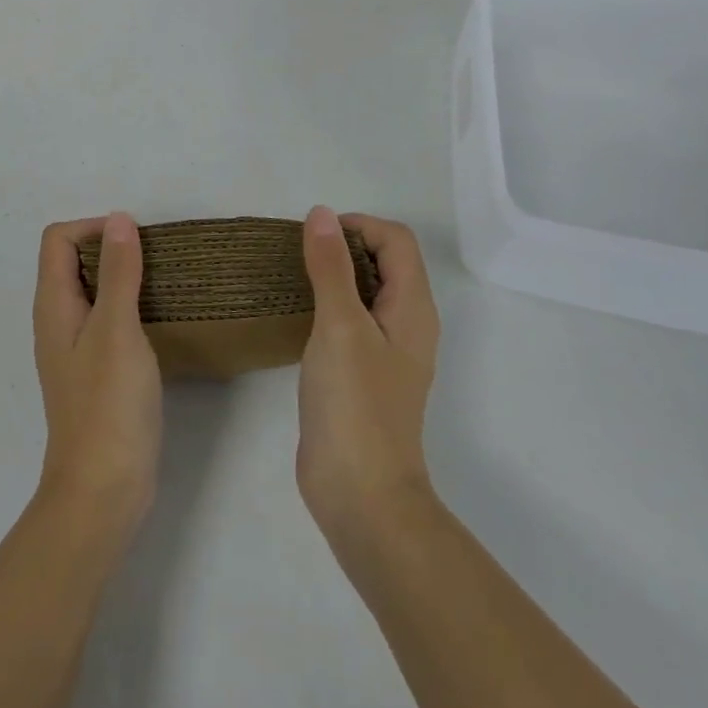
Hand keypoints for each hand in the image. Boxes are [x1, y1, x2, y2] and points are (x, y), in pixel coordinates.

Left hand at [33, 213, 162, 548]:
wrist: (102, 491)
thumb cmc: (108, 406)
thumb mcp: (117, 330)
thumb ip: (119, 272)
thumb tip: (118, 219)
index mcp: (53, 305)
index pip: (58, 239)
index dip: (92, 228)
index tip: (133, 242)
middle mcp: (58, 320)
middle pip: (73, 261)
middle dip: (111, 248)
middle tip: (154, 260)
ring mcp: (75, 348)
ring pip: (93, 291)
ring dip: (123, 277)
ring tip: (161, 283)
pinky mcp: (95, 372)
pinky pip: (106, 320)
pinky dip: (128, 307)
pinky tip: (158, 320)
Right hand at [297, 206, 440, 544]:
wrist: (360, 495)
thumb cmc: (354, 404)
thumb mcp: (339, 325)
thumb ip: (330, 267)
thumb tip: (321, 213)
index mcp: (413, 308)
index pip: (397, 240)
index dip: (358, 226)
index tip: (315, 238)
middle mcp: (407, 323)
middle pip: (385, 260)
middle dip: (344, 245)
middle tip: (300, 256)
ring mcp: (386, 351)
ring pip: (366, 290)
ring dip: (334, 274)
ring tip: (294, 279)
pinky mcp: (364, 372)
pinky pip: (352, 319)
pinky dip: (329, 303)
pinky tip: (299, 316)